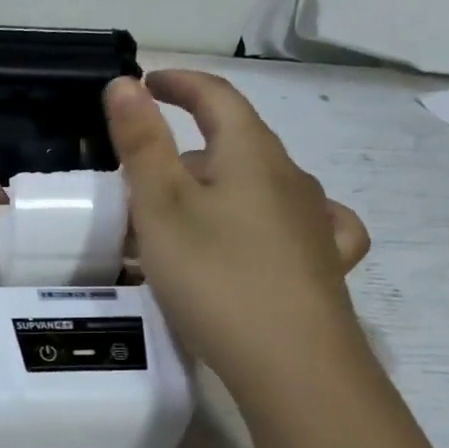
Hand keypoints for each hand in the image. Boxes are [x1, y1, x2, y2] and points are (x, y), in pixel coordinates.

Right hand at [105, 71, 370, 391]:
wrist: (292, 364)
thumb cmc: (216, 276)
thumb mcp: (162, 207)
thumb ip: (142, 143)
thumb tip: (125, 83)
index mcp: (252, 154)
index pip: (217, 97)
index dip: (179, 84)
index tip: (147, 83)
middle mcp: (290, 178)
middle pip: (235, 144)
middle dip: (186, 151)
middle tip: (142, 182)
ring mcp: (313, 222)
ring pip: (259, 186)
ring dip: (217, 189)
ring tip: (183, 220)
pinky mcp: (323, 265)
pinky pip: (295, 225)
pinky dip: (269, 219)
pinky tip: (267, 235)